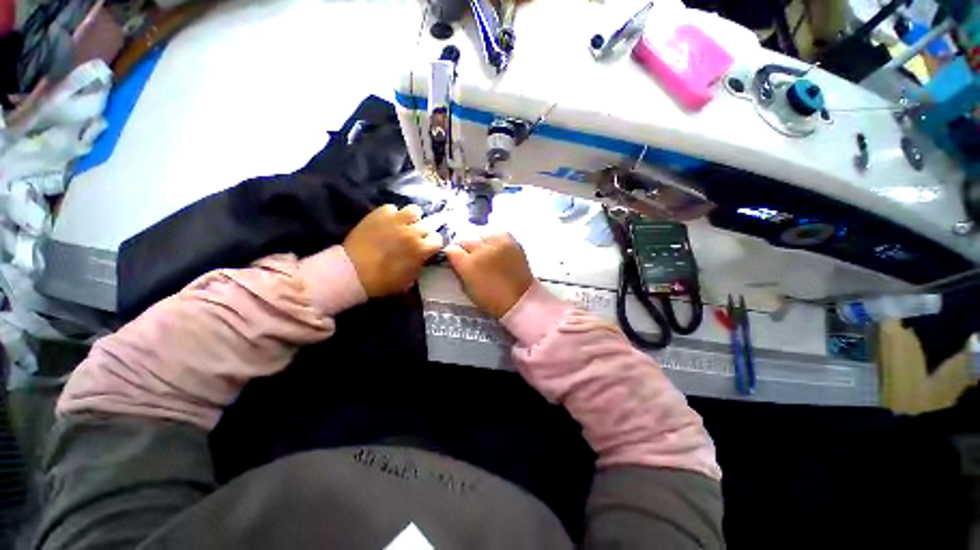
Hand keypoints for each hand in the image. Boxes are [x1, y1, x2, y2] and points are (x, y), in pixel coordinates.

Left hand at [343, 204, 443, 296]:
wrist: (352, 272)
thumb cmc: (383, 281)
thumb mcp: (409, 279)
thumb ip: (420, 264)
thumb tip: (422, 257)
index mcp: (421, 249)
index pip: (438, 239)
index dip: (432, 243)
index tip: (426, 247)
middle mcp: (413, 231)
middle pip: (427, 224)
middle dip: (422, 232)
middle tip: (414, 237)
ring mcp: (396, 220)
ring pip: (414, 210)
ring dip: (411, 218)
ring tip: (403, 224)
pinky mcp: (380, 213)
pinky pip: (391, 208)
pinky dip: (391, 215)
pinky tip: (386, 222)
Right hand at [445, 233, 533, 318]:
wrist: (520, 299)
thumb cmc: (491, 299)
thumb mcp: (467, 288)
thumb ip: (459, 271)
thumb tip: (455, 260)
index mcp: (468, 264)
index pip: (451, 249)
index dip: (453, 256)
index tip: (457, 260)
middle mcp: (481, 249)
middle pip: (465, 240)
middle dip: (466, 249)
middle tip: (472, 259)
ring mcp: (497, 242)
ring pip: (481, 235)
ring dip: (481, 244)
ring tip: (487, 254)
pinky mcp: (510, 240)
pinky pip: (496, 234)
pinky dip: (494, 241)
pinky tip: (497, 250)